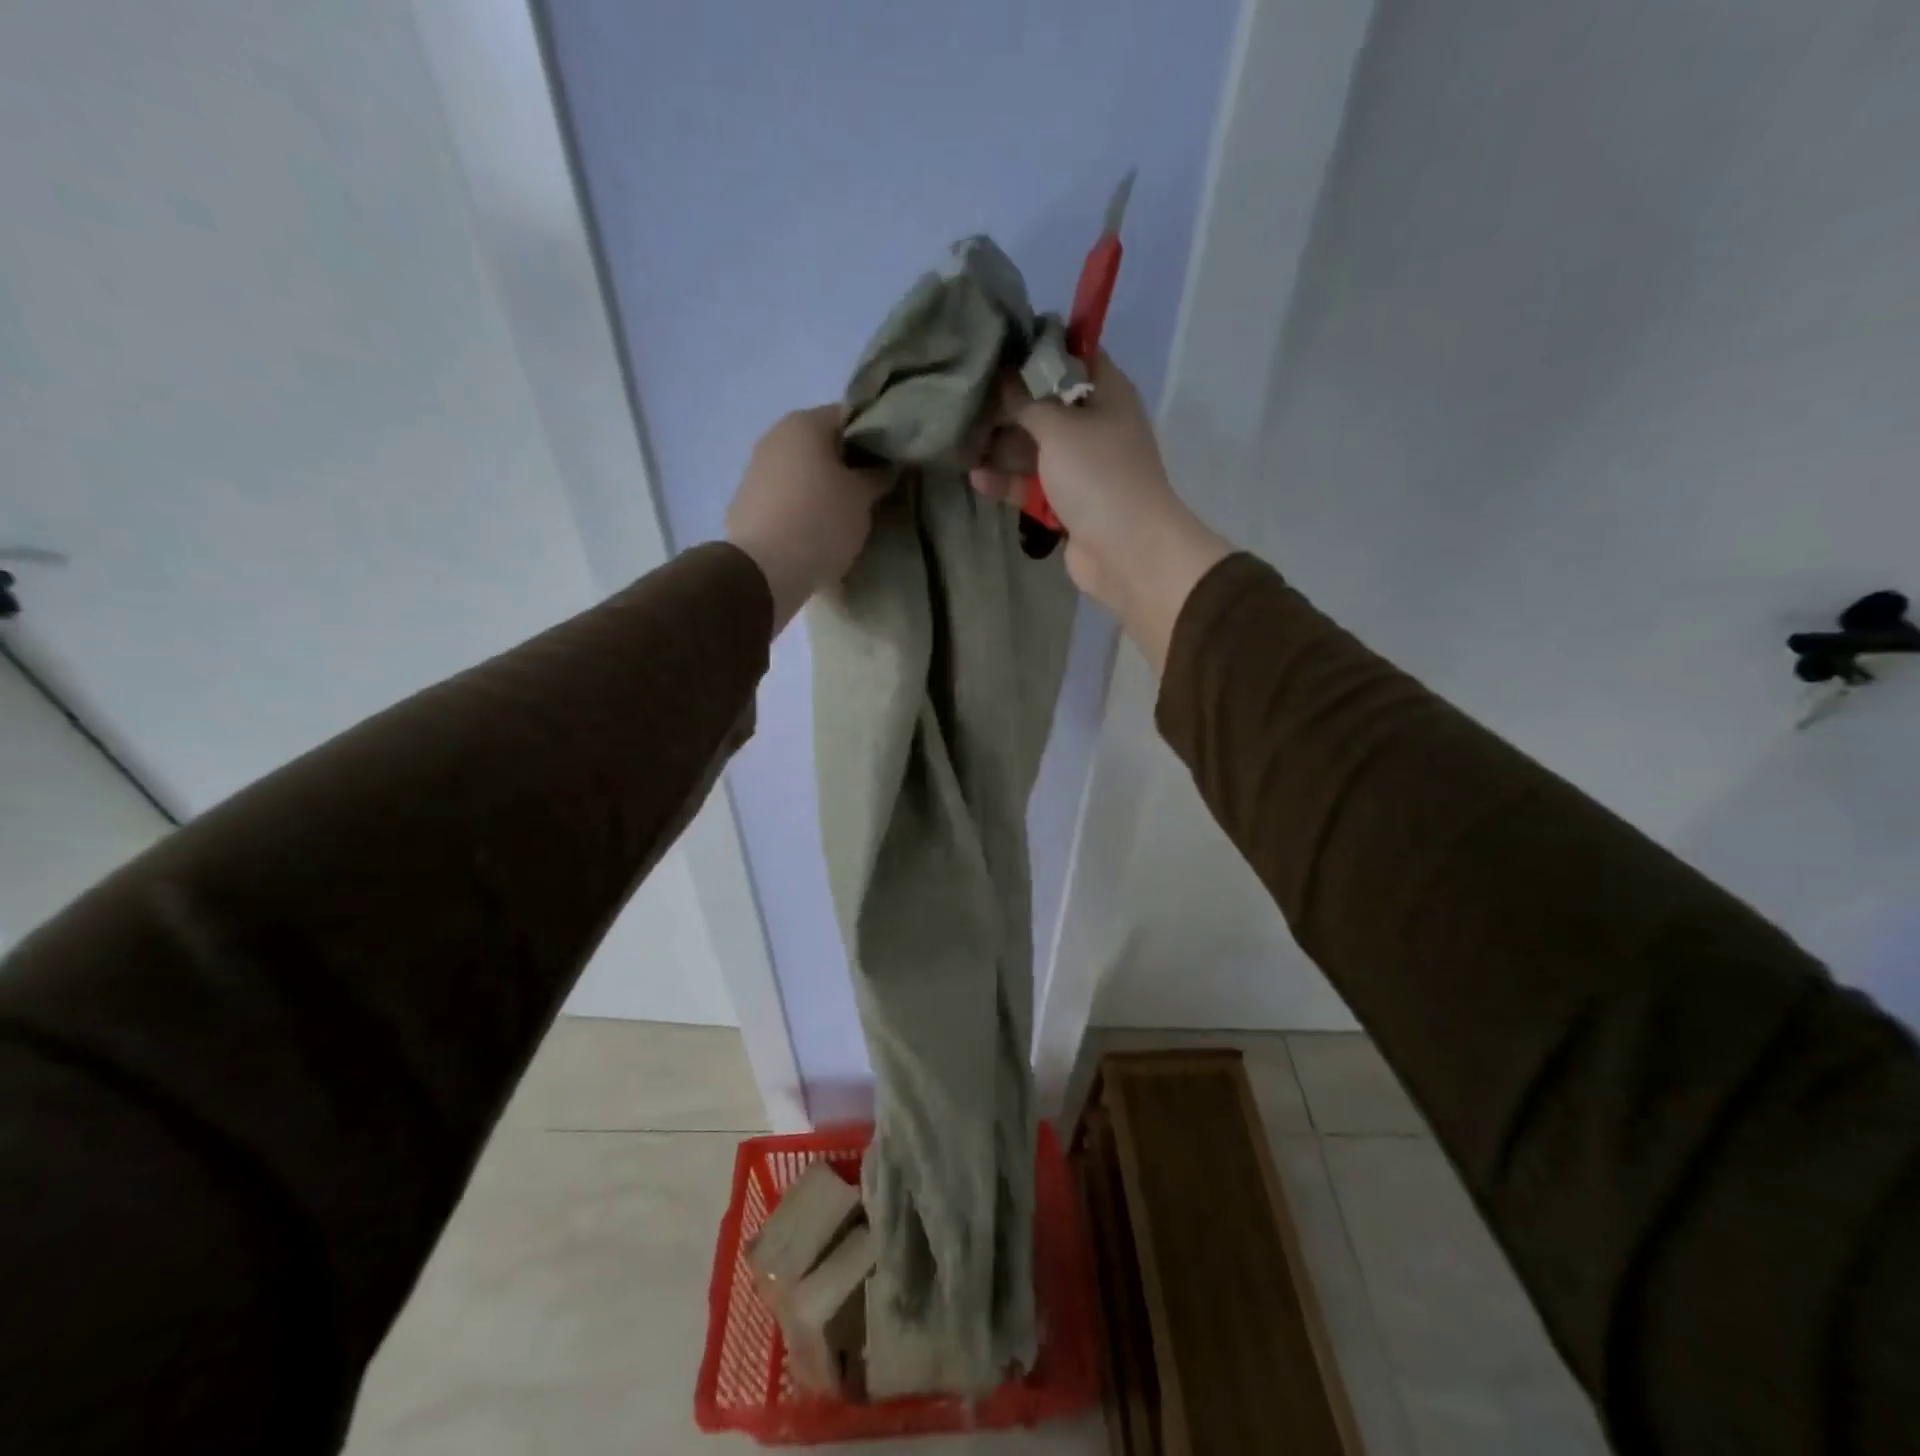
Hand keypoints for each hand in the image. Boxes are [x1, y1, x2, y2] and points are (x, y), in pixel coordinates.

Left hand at [725, 406, 887, 632]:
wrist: (764, 570)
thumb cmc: (821, 521)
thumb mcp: (862, 498)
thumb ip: (878, 475)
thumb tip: (886, 466)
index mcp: (804, 423)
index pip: (850, 417)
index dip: (875, 438)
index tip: (891, 464)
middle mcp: (775, 436)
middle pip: (823, 445)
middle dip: (848, 466)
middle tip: (873, 493)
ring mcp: (756, 470)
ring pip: (803, 473)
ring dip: (824, 489)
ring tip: (847, 517)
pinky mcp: (746, 503)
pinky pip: (786, 498)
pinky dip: (803, 509)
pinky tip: (817, 533)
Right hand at [970, 356, 1229, 668]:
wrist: (1127, 551)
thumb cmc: (1098, 475)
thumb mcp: (1059, 425)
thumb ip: (1025, 398)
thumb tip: (1001, 375)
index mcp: (1106, 392)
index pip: (1070, 353)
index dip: (1034, 346)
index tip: (993, 343)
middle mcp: (1095, 424)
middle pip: (1044, 403)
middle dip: (1006, 403)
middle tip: (963, 396)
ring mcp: (1081, 466)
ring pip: (1034, 447)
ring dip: (1001, 445)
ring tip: (960, 441)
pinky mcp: (1067, 502)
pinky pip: (1032, 484)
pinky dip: (1008, 480)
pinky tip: (976, 477)